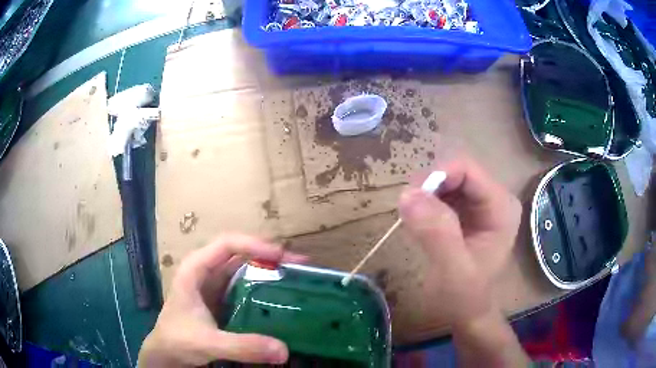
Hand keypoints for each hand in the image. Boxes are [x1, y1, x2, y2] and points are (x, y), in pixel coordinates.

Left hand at [138, 235, 305, 366]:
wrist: (166, 353)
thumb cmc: (178, 340)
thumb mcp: (209, 343)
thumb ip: (243, 346)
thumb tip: (285, 350)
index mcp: (196, 269)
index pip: (227, 244)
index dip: (255, 245)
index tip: (283, 257)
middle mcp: (206, 271)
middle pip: (240, 253)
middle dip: (269, 255)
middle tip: (300, 267)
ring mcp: (214, 286)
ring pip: (244, 269)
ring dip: (269, 270)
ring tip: (297, 278)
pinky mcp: (222, 300)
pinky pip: (246, 287)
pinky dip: (264, 288)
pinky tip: (280, 297)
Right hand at [399, 155, 521, 326]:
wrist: (466, 313)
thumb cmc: (464, 297)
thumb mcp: (452, 270)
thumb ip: (437, 233)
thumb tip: (408, 194)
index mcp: (501, 206)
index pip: (467, 169)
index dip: (436, 176)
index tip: (410, 199)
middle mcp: (495, 197)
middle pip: (456, 172)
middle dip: (429, 187)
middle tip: (409, 213)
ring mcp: (481, 203)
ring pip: (447, 180)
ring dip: (426, 195)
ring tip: (414, 220)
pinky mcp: (468, 211)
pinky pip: (443, 194)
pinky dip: (427, 203)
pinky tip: (421, 222)